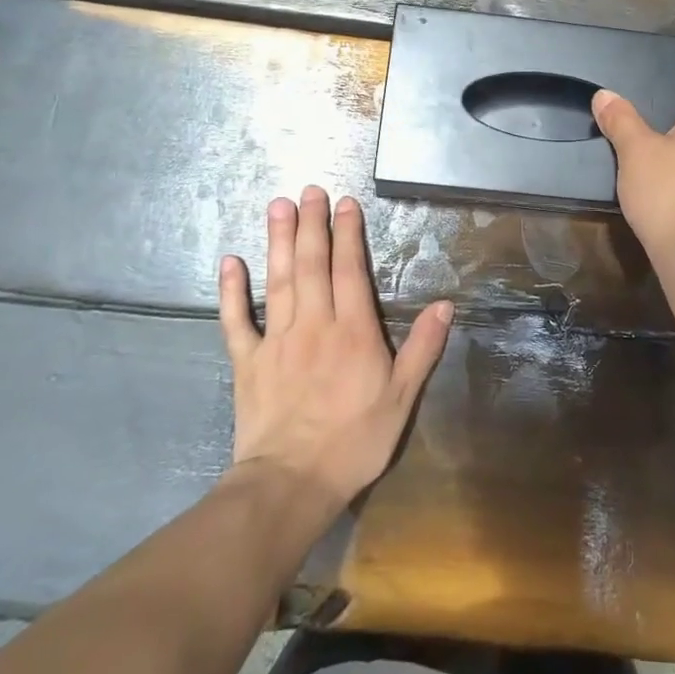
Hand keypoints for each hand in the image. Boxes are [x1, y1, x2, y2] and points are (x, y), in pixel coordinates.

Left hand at [219, 187, 451, 512]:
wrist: (291, 483)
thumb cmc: (355, 441)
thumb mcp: (402, 398)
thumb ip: (423, 348)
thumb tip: (444, 304)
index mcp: (353, 331)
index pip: (350, 270)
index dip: (348, 234)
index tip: (345, 202)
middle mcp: (314, 324)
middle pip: (311, 264)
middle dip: (311, 224)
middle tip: (308, 190)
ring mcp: (276, 340)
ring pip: (277, 280)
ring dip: (277, 241)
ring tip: (278, 206)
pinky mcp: (247, 361)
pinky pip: (236, 320)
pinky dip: (232, 290)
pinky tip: (230, 261)